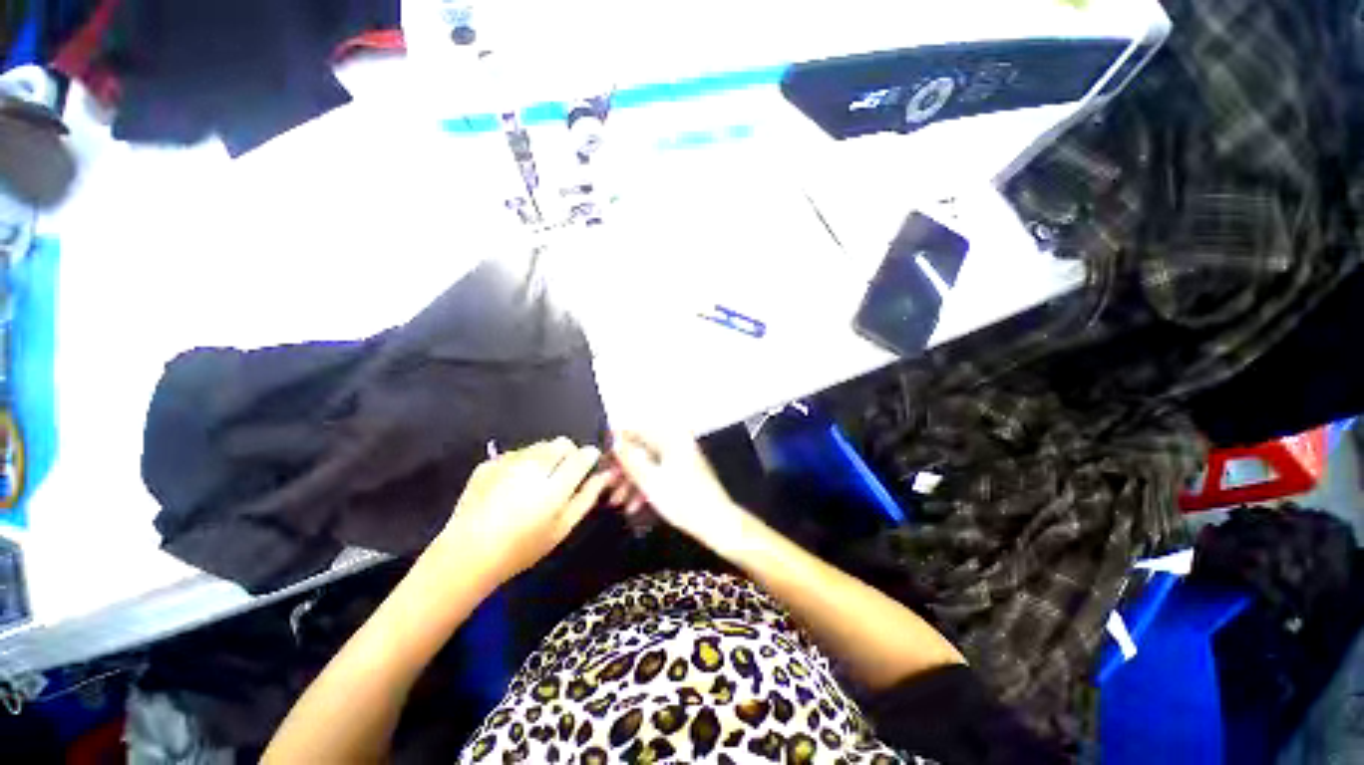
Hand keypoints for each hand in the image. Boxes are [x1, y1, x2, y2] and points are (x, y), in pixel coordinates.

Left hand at [435, 438, 610, 581]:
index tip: (588, 467)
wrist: (466, 554)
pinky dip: (522, 462)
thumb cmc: (522, 547)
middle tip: (561, 477)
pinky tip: (511, 486)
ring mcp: (508, 462)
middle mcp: (533, 466)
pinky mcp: (489, 463)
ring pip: (540, 446)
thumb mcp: (562, 528)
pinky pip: (516, 453)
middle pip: (562, 443)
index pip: (583, 454)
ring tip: (535, 482)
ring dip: (545, 457)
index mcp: (555, 485)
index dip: (590, 457)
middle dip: (568, 454)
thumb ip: (587, 497)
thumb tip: (605, 475)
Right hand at [606, 431, 747, 548]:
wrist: (716, 522)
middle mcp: (677, 441)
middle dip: (622, 468)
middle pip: (641, 448)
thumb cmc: (683, 500)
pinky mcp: (684, 471)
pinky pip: (659, 471)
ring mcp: (681, 456)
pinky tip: (634, 505)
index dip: (616, 445)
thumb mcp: (649, 480)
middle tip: (606, 485)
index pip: (636, 430)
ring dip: (631, 480)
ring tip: (617, 501)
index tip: (601, 461)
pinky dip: (646, 485)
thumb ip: (629, 458)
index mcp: (671, 437)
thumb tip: (614, 439)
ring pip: (648, 462)